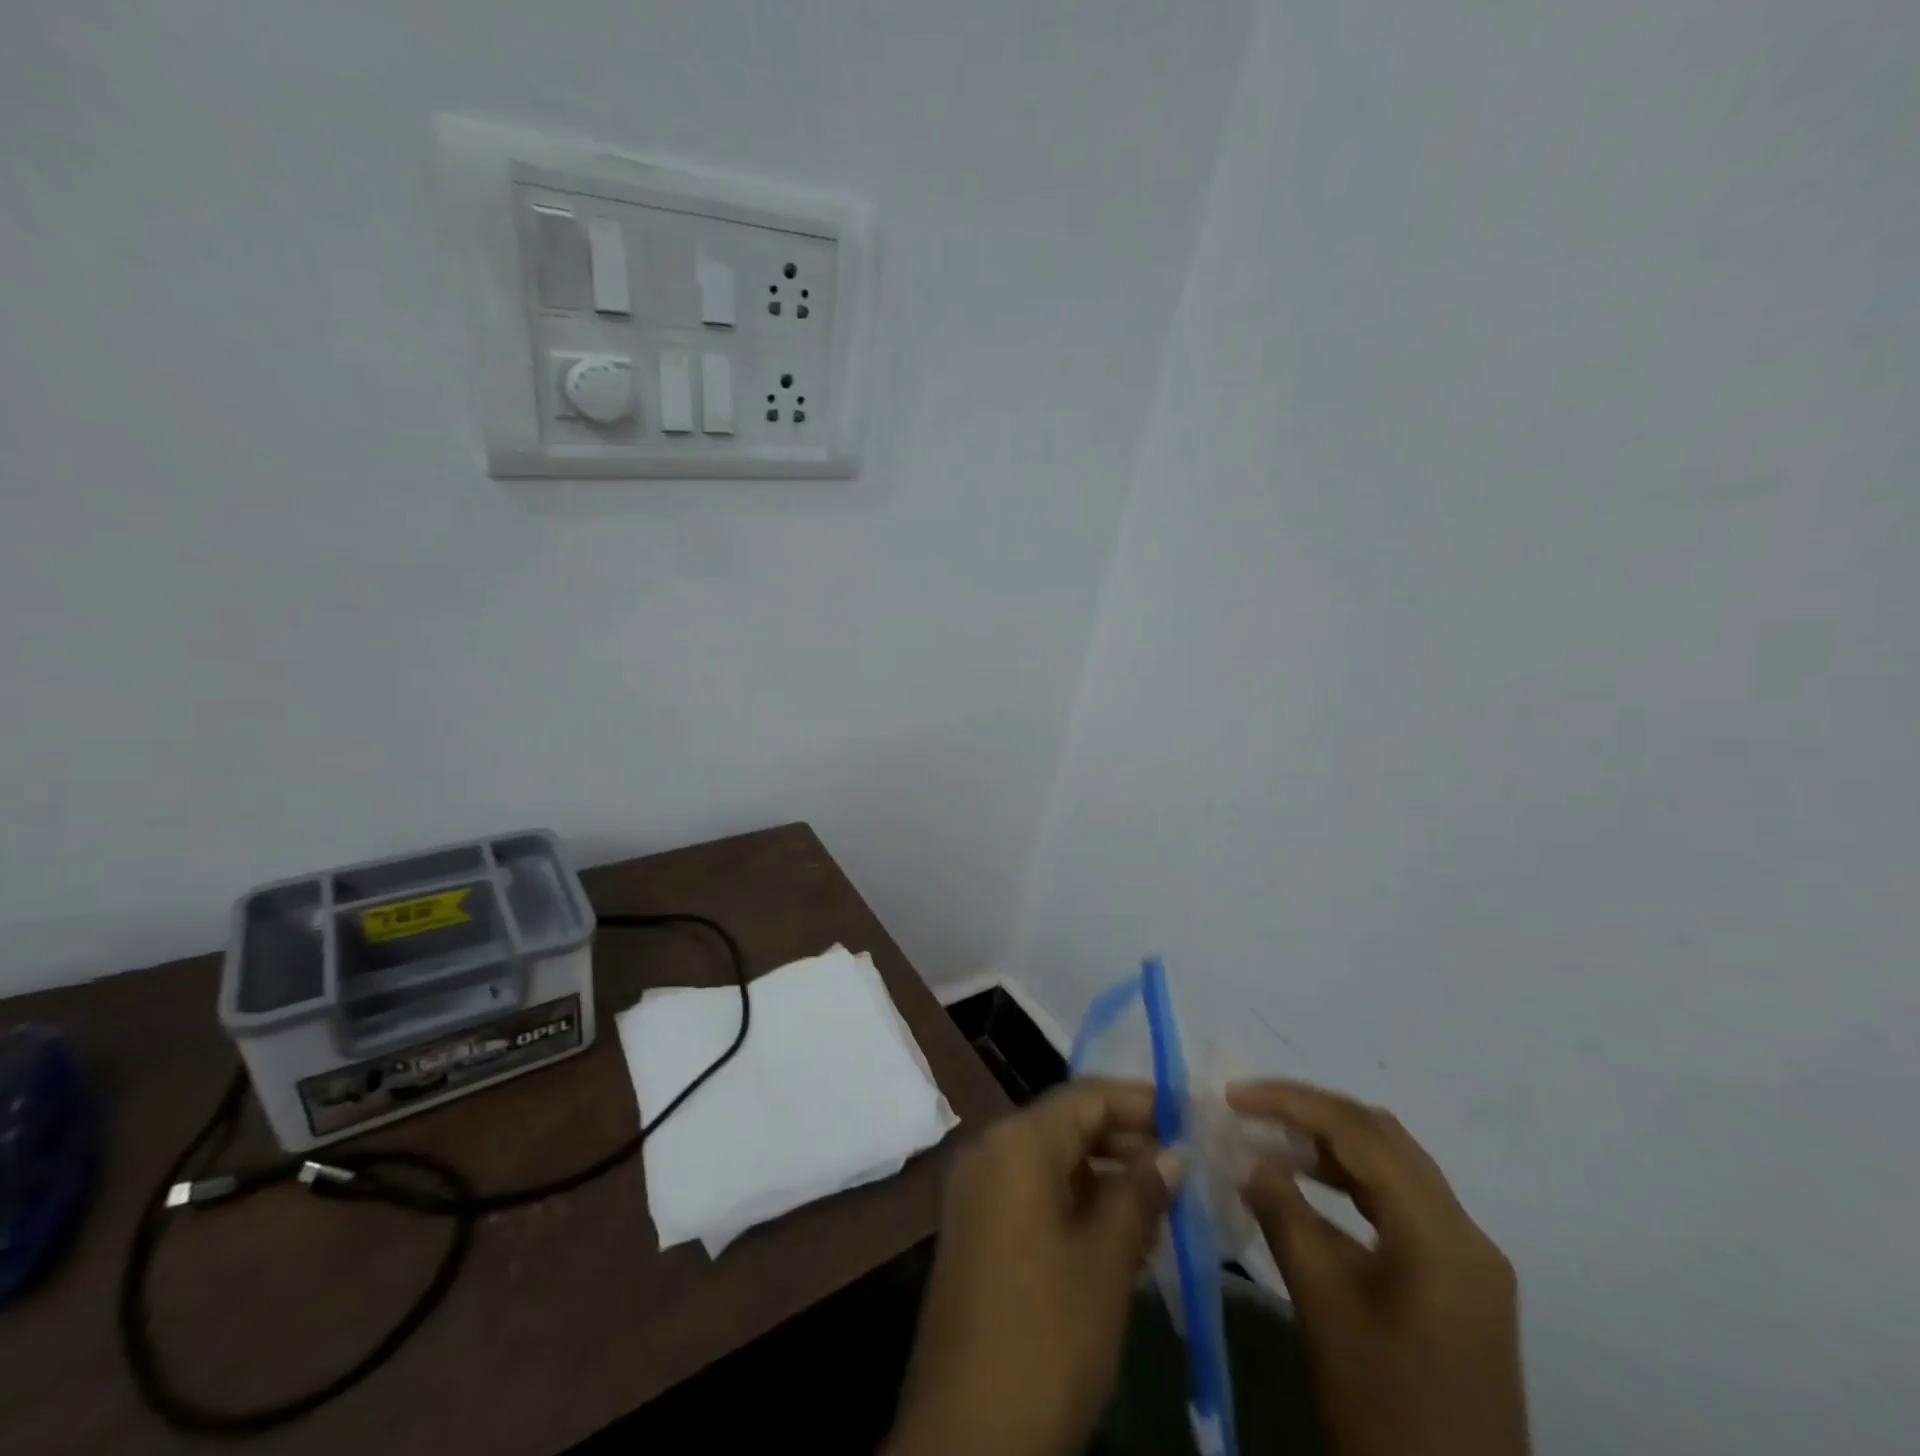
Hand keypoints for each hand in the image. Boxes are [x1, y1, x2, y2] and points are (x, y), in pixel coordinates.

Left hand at [886, 1083, 1180, 1455]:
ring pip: (1053, 1161)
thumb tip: (1173, 1153)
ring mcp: (978, 1191)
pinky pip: (1034, 1193)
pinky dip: (1077, 1201)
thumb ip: (1140, 1194)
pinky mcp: (977, 1230)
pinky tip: (1122, 1234)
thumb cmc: (1047, 1336)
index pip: (1087, 1096)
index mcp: (1016, 1142)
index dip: (1141, 1101)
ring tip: (1164, 1203)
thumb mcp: (1106, 1261)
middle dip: (1127, 1139)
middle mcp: (990, 1151)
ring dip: (1106, 1174)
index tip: (1191, 1115)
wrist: (967, 1438)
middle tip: (1185, 1163)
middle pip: (1067, 1124)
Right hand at [1229, 1081, 1529, 1455]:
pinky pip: (1399, 1205)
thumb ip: (1285, 1219)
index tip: (1233, 1096)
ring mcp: (1467, 1260)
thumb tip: (1252, 1160)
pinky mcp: (1458, 1284)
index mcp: (1440, 1234)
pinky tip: (1307, 1188)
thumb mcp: (1324, 1309)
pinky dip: (1350, 1183)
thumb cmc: (1386, 1411)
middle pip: (1382, 1138)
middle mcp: (1464, 1232)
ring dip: (1330, 1144)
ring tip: (1270, 1139)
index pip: (1359, 1132)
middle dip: (1312, 1112)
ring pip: (1393, 1167)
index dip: (1291, 1102)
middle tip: (1250, 1109)